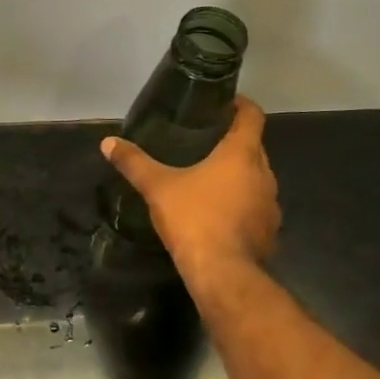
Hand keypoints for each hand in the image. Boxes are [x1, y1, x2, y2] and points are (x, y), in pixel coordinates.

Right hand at [100, 97, 279, 275]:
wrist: (223, 275)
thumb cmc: (194, 218)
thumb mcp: (158, 187)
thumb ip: (134, 162)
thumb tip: (107, 142)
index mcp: (241, 154)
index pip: (252, 116)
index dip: (241, 105)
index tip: (225, 103)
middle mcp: (264, 174)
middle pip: (254, 147)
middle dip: (234, 142)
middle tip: (206, 140)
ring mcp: (271, 206)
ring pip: (257, 179)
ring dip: (239, 175)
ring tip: (211, 177)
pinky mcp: (270, 233)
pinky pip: (257, 208)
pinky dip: (242, 204)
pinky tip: (219, 213)